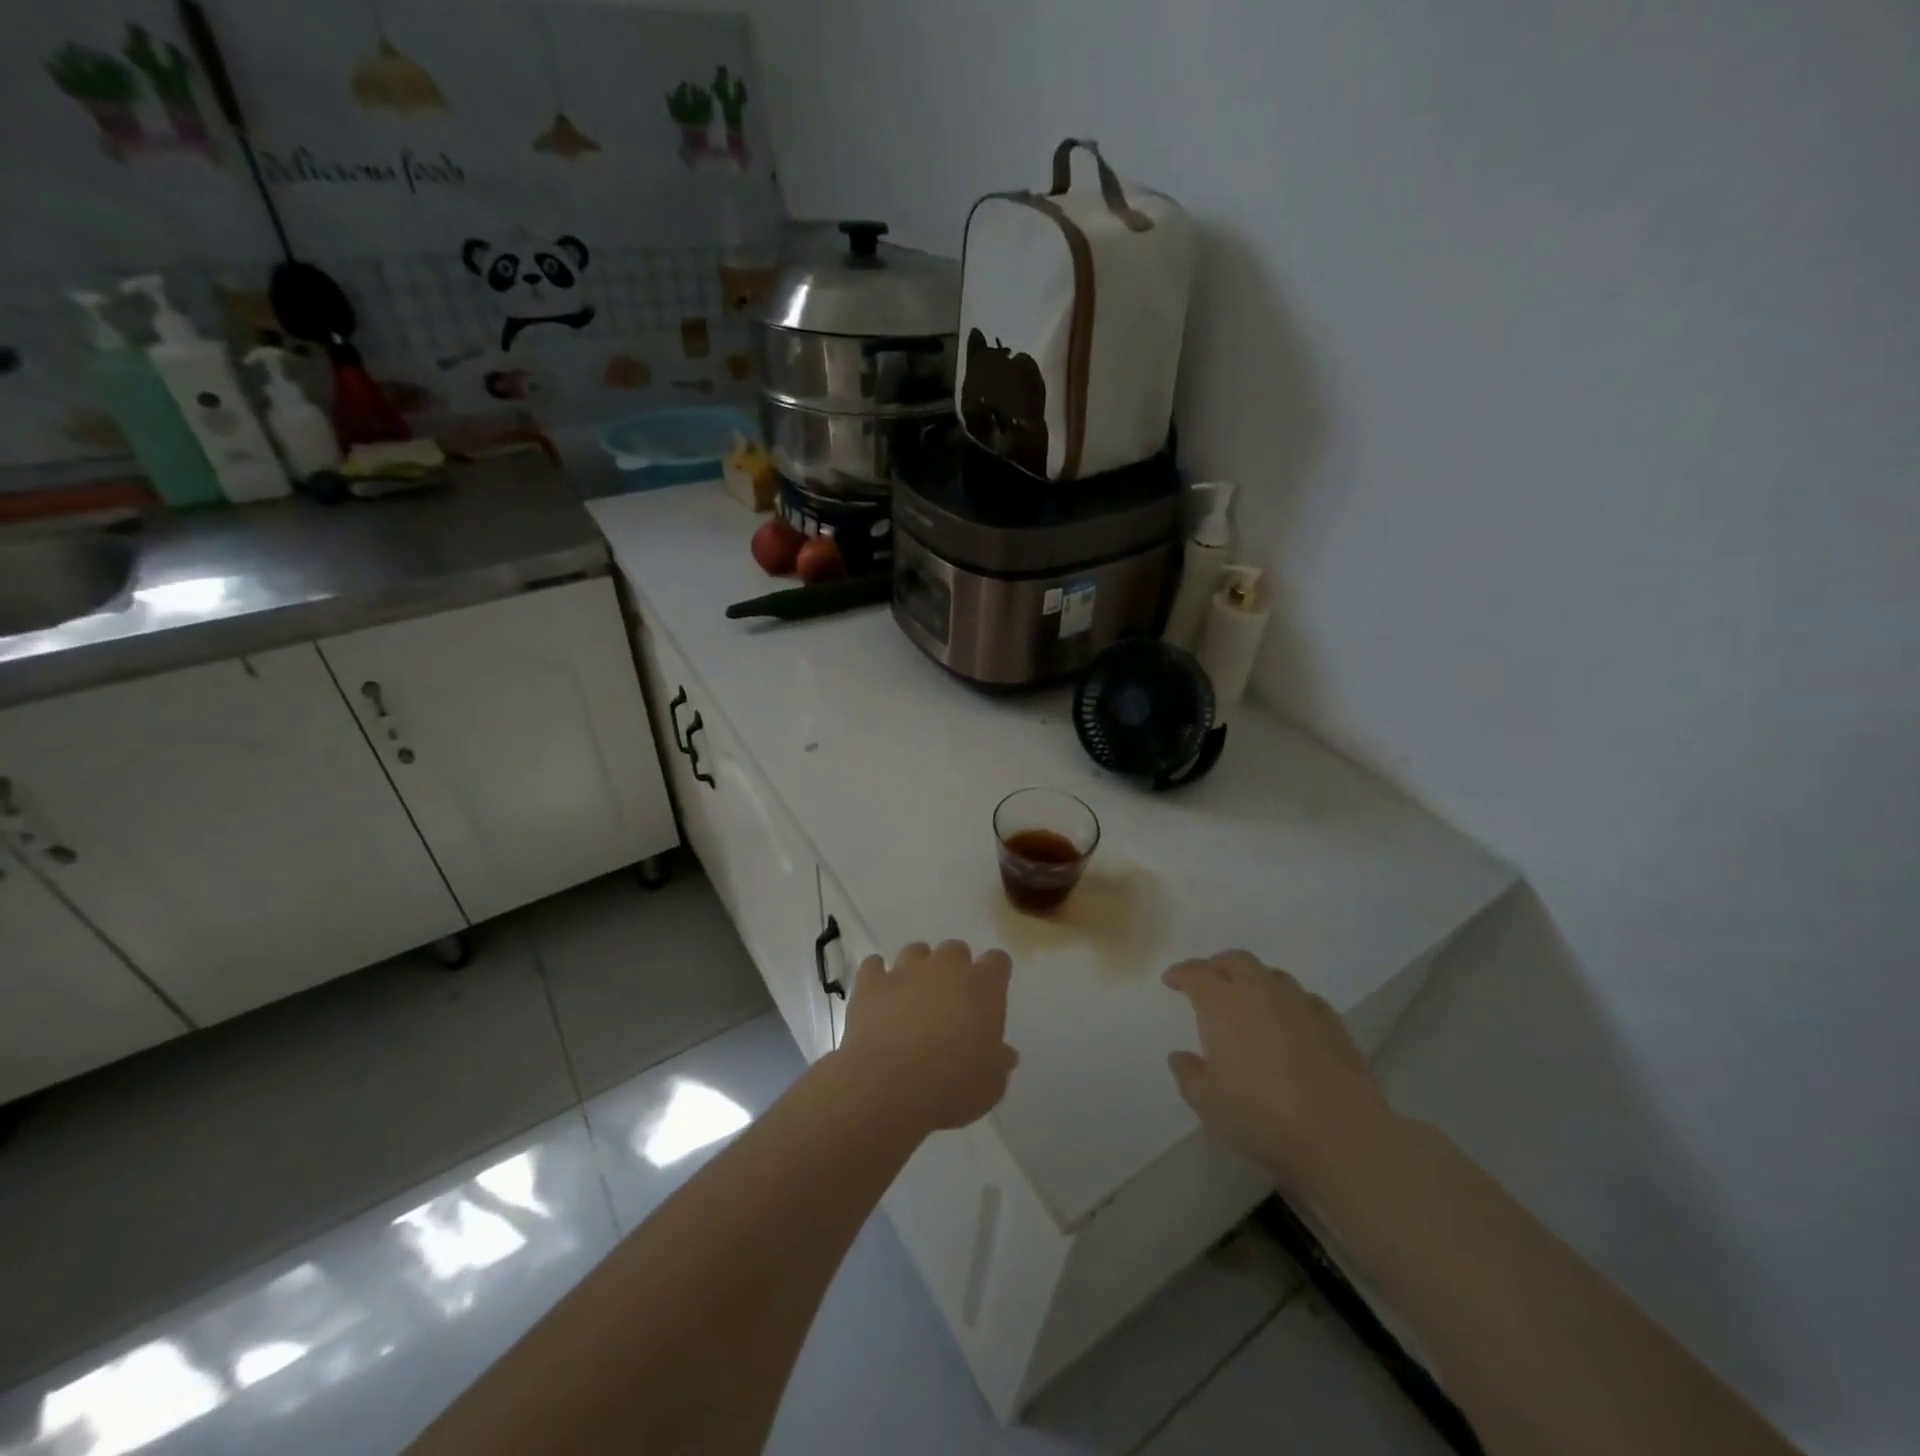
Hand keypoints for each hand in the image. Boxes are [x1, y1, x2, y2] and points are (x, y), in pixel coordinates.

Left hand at [839, 940, 1018, 1133]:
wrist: (888, 1086)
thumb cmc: (951, 1085)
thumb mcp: (991, 1085)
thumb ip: (999, 1062)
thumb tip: (1005, 1054)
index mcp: (982, 986)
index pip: (998, 961)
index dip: (995, 974)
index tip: (991, 994)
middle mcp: (945, 967)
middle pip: (956, 949)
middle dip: (956, 968)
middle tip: (952, 999)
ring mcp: (905, 971)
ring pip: (916, 951)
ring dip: (918, 967)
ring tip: (914, 995)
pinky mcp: (871, 983)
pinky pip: (873, 965)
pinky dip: (877, 975)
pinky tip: (879, 992)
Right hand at [1164, 951, 1396, 1188]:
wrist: (1342, 1136)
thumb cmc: (1262, 1117)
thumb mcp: (1207, 1103)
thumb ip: (1188, 1074)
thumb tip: (1180, 1056)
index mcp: (1223, 1004)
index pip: (1196, 973)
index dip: (1181, 973)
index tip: (1171, 980)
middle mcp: (1260, 992)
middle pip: (1236, 960)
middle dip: (1217, 966)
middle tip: (1207, 982)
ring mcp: (1300, 1004)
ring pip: (1271, 974)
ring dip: (1253, 980)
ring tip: (1248, 1001)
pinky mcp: (1333, 1023)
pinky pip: (1303, 997)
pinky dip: (1287, 1002)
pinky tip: (1288, 1022)